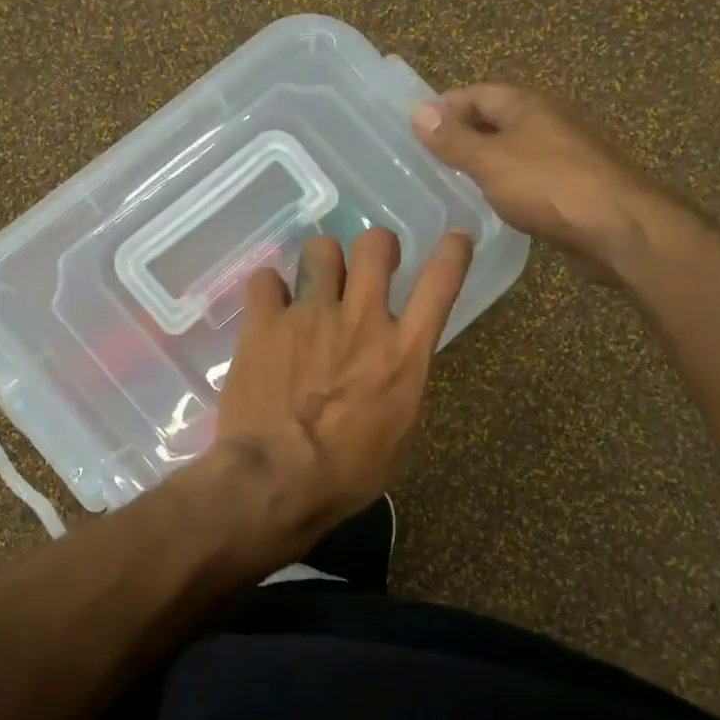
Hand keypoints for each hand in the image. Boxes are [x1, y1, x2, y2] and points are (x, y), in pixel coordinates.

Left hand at [208, 226, 472, 546]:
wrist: (276, 479)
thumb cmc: (346, 474)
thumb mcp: (398, 436)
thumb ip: (401, 386)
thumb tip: (394, 366)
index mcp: (403, 353)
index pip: (440, 283)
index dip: (452, 253)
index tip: (455, 241)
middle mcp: (361, 321)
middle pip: (375, 245)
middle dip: (376, 248)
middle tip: (367, 267)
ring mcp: (310, 316)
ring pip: (321, 250)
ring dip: (322, 263)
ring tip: (314, 285)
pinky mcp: (264, 322)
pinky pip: (266, 279)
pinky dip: (270, 290)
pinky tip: (269, 308)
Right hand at [413, 84, 665, 279]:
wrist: (615, 226)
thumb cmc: (547, 185)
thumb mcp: (490, 160)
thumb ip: (454, 139)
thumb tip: (419, 112)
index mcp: (527, 106)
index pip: (478, 93)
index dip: (446, 105)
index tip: (415, 126)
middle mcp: (547, 122)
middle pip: (497, 119)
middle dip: (463, 132)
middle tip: (427, 156)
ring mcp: (562, 155)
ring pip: (513, 150)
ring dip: (484, 160)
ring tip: (451, 181)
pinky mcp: (570, 187)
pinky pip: (527, 177)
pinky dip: (504, 184)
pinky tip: (490, 204)